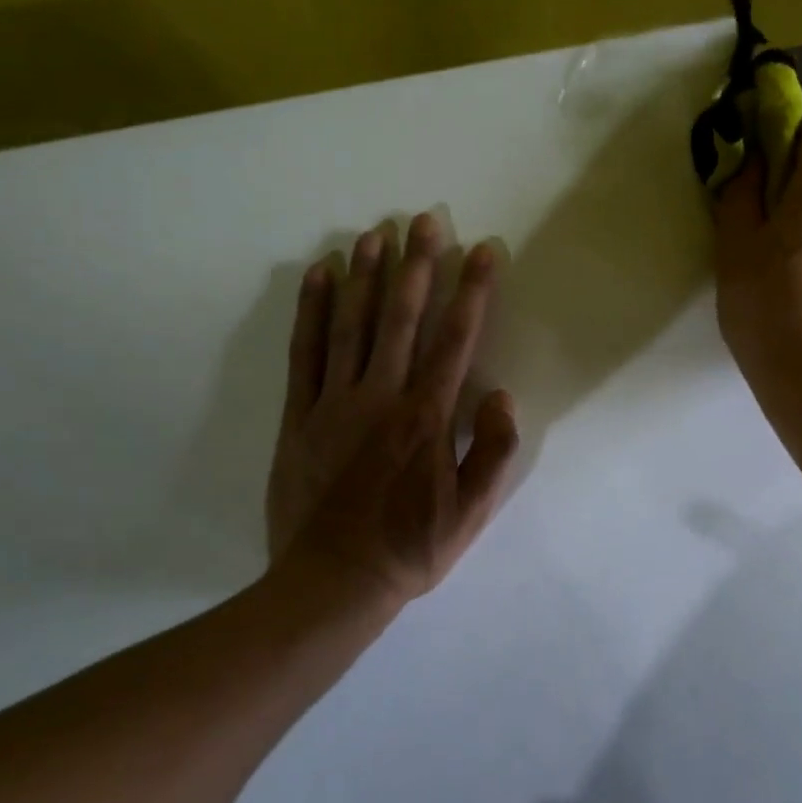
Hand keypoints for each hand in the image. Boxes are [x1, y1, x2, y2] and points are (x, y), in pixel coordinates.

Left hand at [267, 213, 519, 606]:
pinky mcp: (300, 415)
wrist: (330, 584)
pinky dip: (312, 309)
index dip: (473, 290)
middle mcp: (382, 396)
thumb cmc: (409, 548)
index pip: (456, 339)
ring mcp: (335, 402)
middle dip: (418, 264)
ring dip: (366, 274)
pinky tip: (321, 275)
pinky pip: (305, 352)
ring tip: (377, 232)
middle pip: (402, 318)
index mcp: (427, 417)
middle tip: (426, 218)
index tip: (483, 249)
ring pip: (352, 324)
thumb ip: (493, 453)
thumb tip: (501, 396)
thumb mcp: (471, 513)